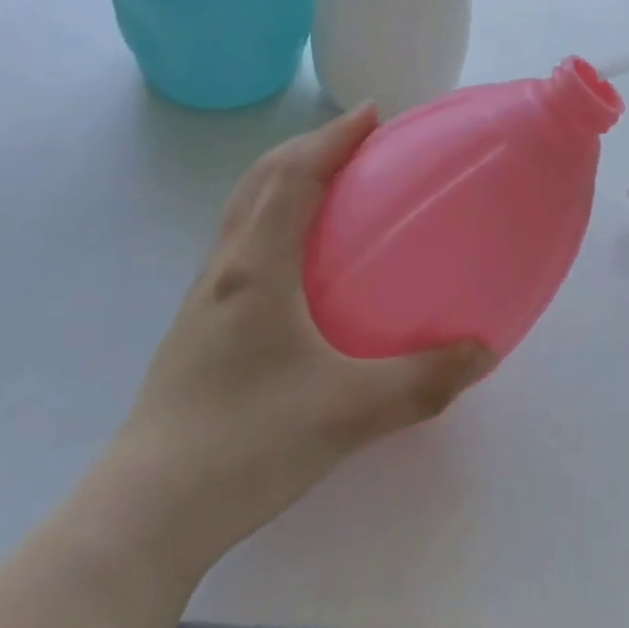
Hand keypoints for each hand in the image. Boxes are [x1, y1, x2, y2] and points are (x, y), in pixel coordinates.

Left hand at [88, 106, 493, 595]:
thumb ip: (423, 381)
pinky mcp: (198, 328)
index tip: (371, 114)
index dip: (331, 138)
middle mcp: (225, 269)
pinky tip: (299, 262)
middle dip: (307, 147)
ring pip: (242, 211)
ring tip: (330, 185)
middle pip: (259, 181)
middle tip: (355, 142)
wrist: (145, 514)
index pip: (293, 177)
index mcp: (256, 269)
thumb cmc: (245, 445)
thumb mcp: (348, 413)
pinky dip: (271, 221)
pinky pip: (239, 246)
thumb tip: (483, 351)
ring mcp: (204, 299)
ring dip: (283, 180)